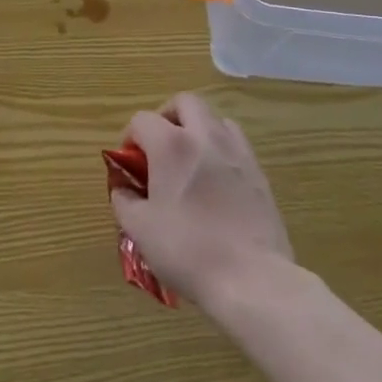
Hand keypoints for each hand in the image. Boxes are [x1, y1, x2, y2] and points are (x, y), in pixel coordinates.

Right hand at [110, 93, 293, 308]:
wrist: (252, 279)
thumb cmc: (188, 251)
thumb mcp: (140, 230)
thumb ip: (124, 200)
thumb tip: (123, 187)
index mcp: (171, 145)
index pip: (142, 120)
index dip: (129, 138)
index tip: (129, 166)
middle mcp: (205, 136)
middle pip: (184, 102)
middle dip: (167, 117)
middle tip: (159, 148)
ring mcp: (236, 151)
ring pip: (214, 118)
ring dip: (197, 129)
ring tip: (190, 161)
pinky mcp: (259, 172)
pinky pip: (236, 143)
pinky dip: (221, 149)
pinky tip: (216, 180)